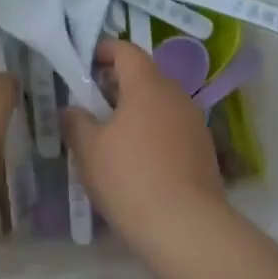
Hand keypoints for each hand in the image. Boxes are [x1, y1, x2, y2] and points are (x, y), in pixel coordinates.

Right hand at [63, 41, 226, 242]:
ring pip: (160, 104)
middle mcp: (176, 96)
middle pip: (145, 76)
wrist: (186, 227)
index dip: (104, 50)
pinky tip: (138, 161)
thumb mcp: (88, 149)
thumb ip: (75, 122)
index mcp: (147, 85)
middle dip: (118, 83)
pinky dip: (153, 133)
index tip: (85, 63)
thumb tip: (72, 110)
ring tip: (112, 135)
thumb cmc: (130, 177)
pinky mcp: (204, 151)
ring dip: (137, 110)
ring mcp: (195, 123)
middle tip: (92, 102)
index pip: (126, 50)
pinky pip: (173, 128)